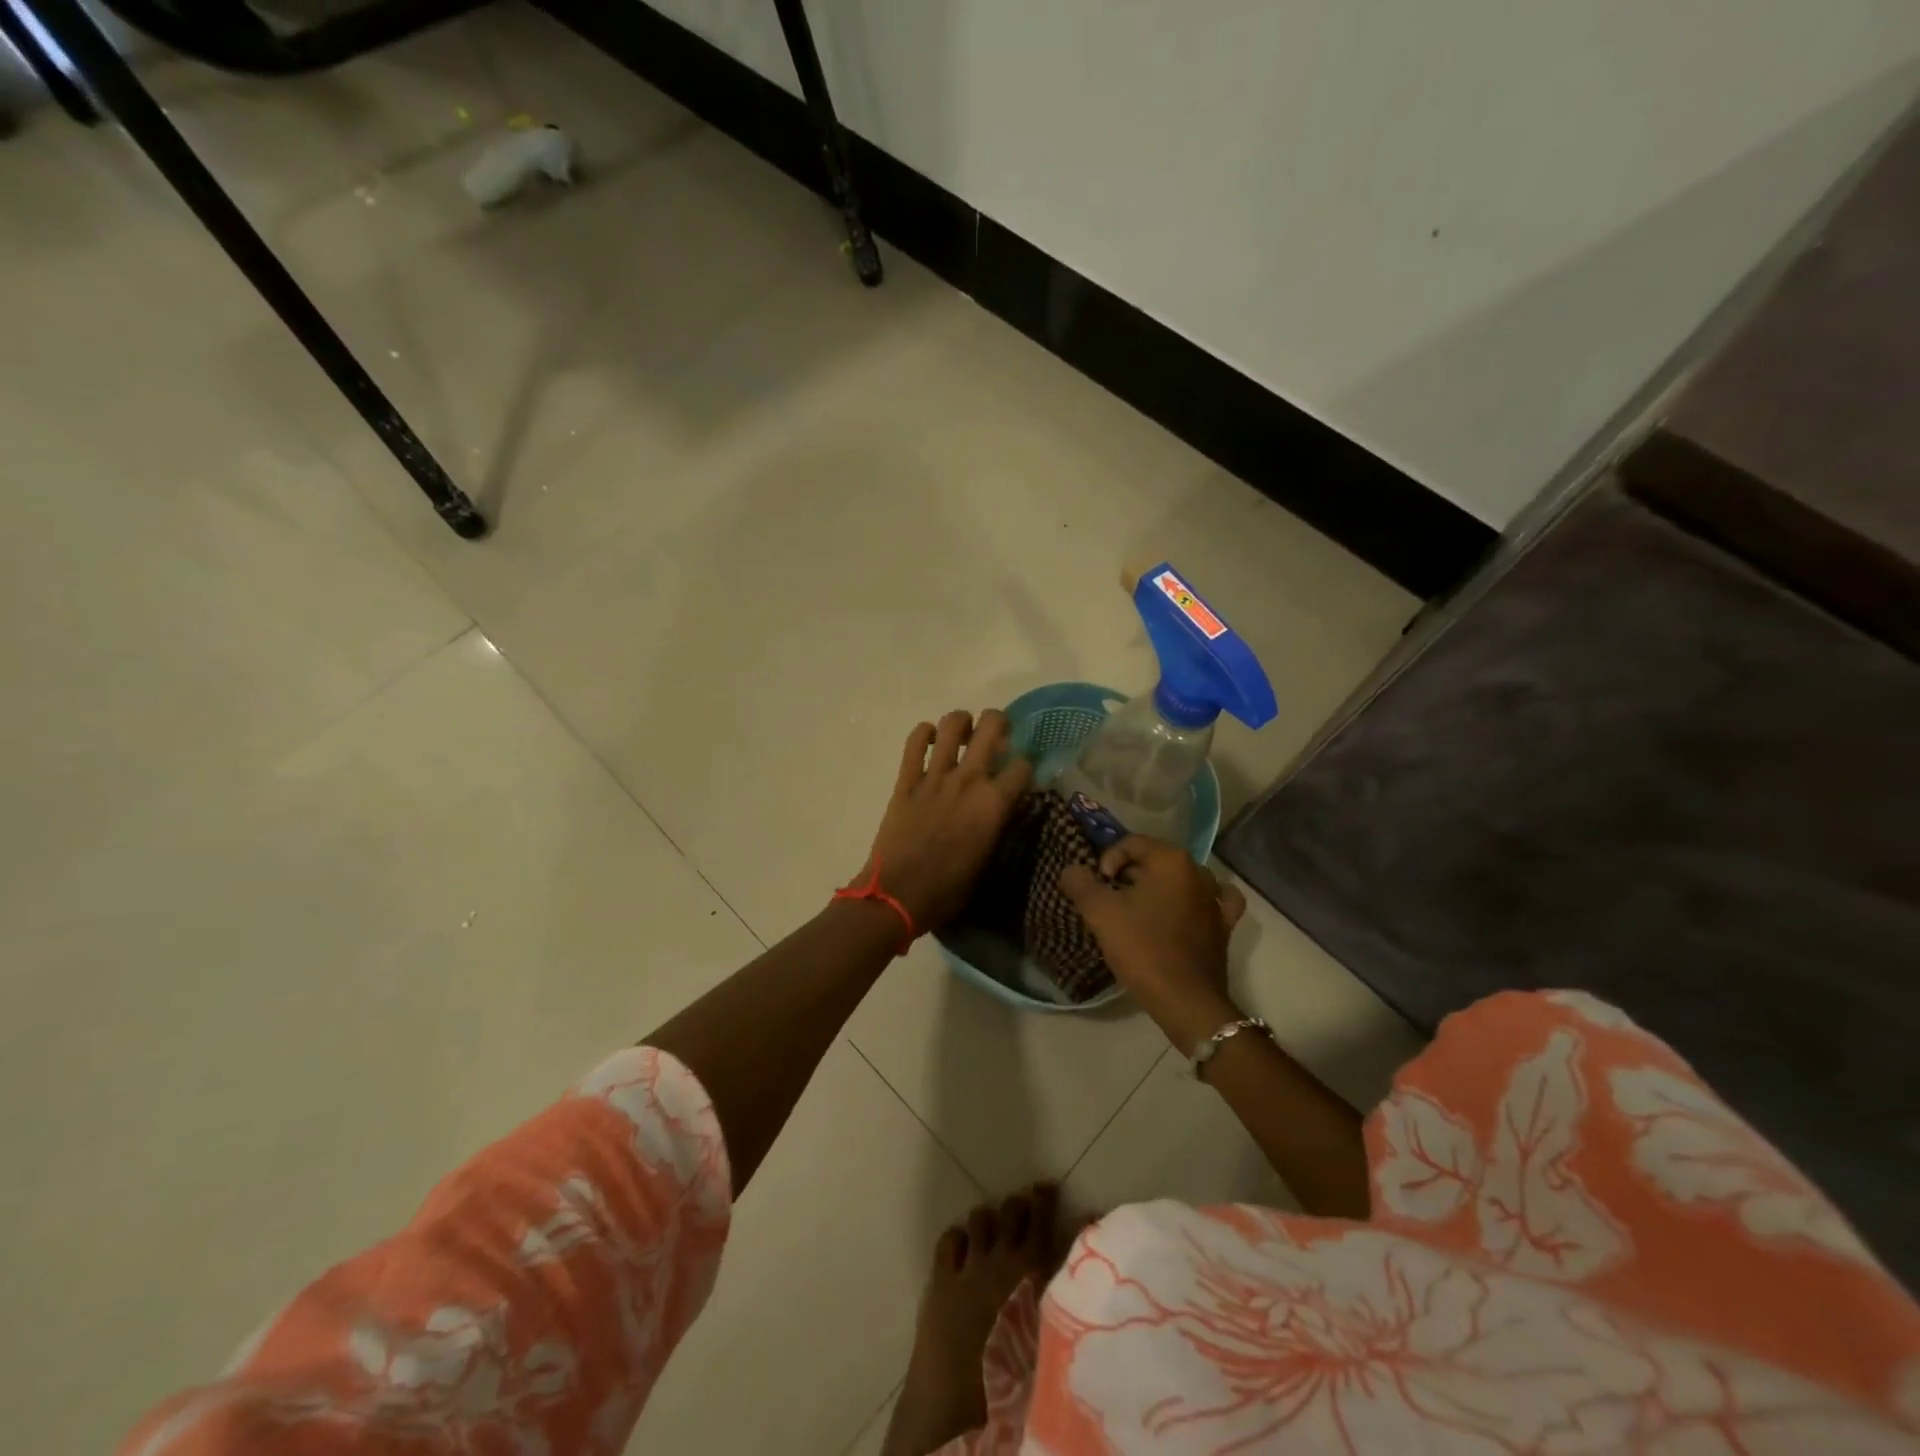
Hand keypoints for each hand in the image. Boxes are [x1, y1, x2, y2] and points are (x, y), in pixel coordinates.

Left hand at [860, 710, 1033, 931]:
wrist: (898, 895)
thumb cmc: (948, 890)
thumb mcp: (988, 860)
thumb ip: (996, 826)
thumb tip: (999, 810)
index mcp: (994, 803)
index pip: (1022, 766)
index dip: (1024, 767)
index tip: (1019, 774)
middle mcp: (969, 780)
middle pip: (992, 727)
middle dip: (999, 722)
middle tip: (997, 735)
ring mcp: (935, 776)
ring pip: (952, 724)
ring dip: (962, 721)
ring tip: (963, 732)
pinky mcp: (906, 780)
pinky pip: (914, 743)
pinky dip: (923, 734)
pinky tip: (929, 740)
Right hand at [1060, 836, 1247, 1053]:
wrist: (1186, 1001)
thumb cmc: (1143, 949)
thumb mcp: (1101, 913)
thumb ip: (1081, 884)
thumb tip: (1071, 869)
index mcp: (1171, 860)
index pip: (1130, 843)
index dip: (1107, 861)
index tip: (1098, 889)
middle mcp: (1198, 871)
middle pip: (1153, 861)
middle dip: (1128, 876)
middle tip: (1110, 903)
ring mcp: (1215, 899)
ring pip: (1179, 880)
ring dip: (1157, 889)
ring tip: (1138, 912)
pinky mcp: (1224, 925)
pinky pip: (1210, 901)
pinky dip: (1195, 901)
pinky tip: (1186, 909)